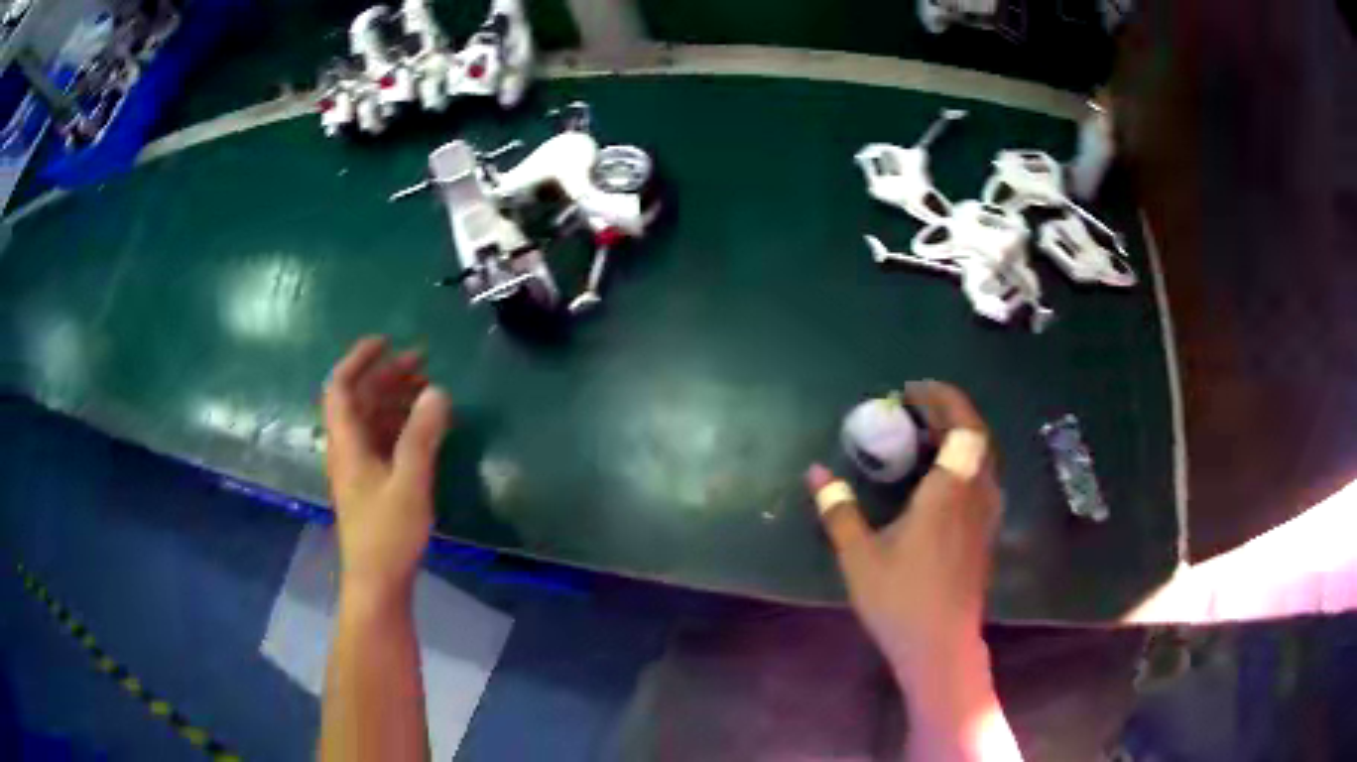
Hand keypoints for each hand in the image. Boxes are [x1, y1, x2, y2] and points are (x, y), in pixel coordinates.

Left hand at [323, 337, 451, 601]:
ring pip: (372, 419)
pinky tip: (424, 427)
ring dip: (395, 399)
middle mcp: (348, 448)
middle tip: (422, 362)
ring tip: (428, 390)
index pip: (340, 386)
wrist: (378, 581)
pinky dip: (400, 424)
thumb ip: (422, 435)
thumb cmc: (388, 533)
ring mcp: (359, 467)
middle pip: (360, 399)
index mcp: (347, 443)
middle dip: (387, 376)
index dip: (359, 359)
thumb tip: (437, 391)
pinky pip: (382, 440)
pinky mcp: (371, 484)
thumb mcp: (410, 482)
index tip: (387, 342)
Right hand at [806, 381, 1001, 675]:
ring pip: (983, 456)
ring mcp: (986, 514)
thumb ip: (838, 510)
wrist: (941, 645)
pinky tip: (938, 478)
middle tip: (914, 408)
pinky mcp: (986, 532)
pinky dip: (963, 460)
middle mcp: (976, 493)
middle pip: (977, 434)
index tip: (911, 390)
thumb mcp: (859, 556)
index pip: (961, 424)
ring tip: (924, 436)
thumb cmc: (901, 599)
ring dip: (959, 435)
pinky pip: (982, 477)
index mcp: (950, 490)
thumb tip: (816, 473)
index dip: (942, 398)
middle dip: (949, 411)